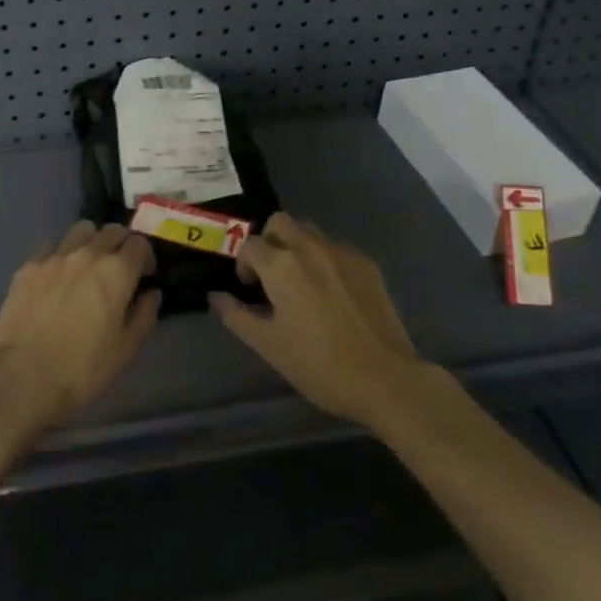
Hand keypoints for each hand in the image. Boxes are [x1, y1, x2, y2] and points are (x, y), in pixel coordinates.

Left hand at [0, 221, 159, 431]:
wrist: (21, 377)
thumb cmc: (82, 368)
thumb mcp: (125, 349)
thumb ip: (144, 315)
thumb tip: (151, 293)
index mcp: (116, 271)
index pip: (140, 244)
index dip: (145, 258)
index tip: (143, 276)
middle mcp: (88, 254)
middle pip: (112, 231)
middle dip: (121, 245)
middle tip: (118, 269)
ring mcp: (55, 256)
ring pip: (81, 230)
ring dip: (91, 242)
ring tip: (87, 265)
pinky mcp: (28, 266)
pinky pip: (51, 247)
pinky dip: (60, 255)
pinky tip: (56, 277)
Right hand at [210, 212, 428, 429]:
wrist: (385, 379)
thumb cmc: (319, 365)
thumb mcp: (268, 346)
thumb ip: (236, 315)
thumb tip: (215, 296)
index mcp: (281, 265)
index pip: (249, 244)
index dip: (243, 264)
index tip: (250, 289)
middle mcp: (310, 247)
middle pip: (280, 222)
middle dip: (269, 241)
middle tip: (272, 276)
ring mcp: (342, 252)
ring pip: (310, 231)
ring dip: (297, 246)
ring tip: (301, 282)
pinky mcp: (367, 264)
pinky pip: (336, 248)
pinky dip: (325, 260)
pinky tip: (333, 293)